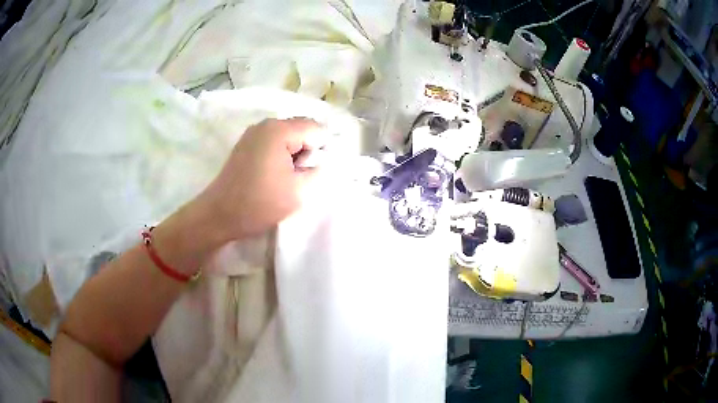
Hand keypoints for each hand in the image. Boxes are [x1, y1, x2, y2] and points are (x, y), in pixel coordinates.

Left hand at [196, 118, 325, 240]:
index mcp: (279, 130)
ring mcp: (253, 133)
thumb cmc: (259, 203)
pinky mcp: (246, 145)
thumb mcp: (300, 190)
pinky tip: (274, 176)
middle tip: (300, 178)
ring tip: (286, 179)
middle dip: (308, 152)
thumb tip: (323, 160)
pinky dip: (281, 156)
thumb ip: (320, 170)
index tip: (314, 174)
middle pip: (302, 129)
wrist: (219, 215)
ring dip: (294, 155)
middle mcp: (265, 124)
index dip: (322, 152)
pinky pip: (274, 143)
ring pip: (288, 137)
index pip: (317, 130)